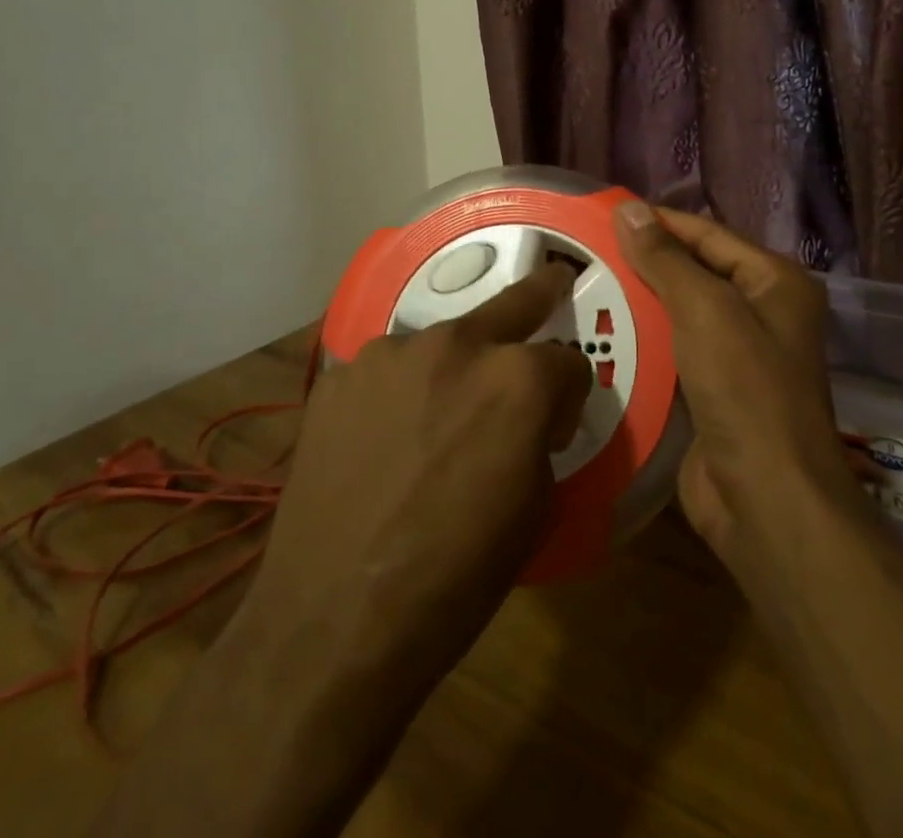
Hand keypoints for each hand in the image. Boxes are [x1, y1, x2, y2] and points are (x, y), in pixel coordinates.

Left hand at [248, 263, 590, 679]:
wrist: (333, 621)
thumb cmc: (455, 577)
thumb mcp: (535, 511)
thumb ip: (541, 438)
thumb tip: (533, 418)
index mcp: (518, 378)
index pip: (568, 362)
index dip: (569, 394)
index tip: (556, 423)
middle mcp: (456, 344)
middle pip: (514, 303)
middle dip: (542, 294)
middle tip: (553, 281)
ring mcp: (391, 353)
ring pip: (443, 341)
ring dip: (454, 366)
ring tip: (435, 417)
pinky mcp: (341, 375)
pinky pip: (388, 371)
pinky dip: (399, 391)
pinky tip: (382, 438)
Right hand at [612, 202, 852, 568]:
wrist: (766, 501)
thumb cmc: (745, 389)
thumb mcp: (704, 310)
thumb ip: (665, 259)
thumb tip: (628, 208)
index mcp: (774, 282)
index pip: (707, 234)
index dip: (658, 221)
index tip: (604, 212)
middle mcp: (761, 312)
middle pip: (694, 272)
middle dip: (644, 263)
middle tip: (584, 250)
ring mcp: (738, 355)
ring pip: (679, 314)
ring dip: (638, 303)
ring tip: (581, 286)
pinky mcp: (713, 392)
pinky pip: (672, 352)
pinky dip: (642, 341)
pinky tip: (600, 333)